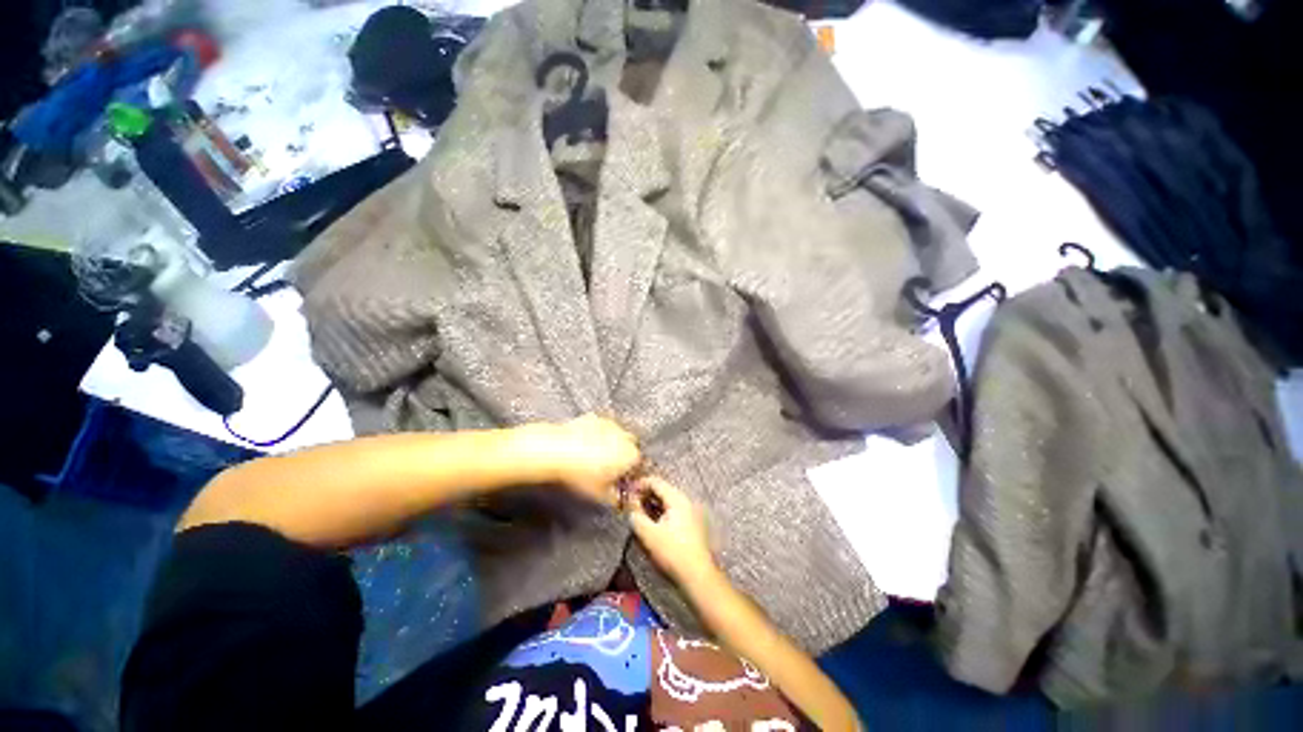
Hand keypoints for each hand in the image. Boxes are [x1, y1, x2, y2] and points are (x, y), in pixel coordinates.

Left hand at [532, 415, 640, 505]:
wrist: (557, 451)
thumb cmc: (580, 474)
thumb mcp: (600, 494)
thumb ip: (616, 498)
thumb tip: (620, 501)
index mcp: (630, 455)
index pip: (639, 464)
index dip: (631, 472)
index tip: (623, 479)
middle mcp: (624, 437)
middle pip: (630, 446)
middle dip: (624, 455)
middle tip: (611, 467)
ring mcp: (610, 425)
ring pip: (617, 435)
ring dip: (612, 443)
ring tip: (596, 456)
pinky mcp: (594, 418)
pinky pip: (601, 427)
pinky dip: (598, 434)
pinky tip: (586, 444)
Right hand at [628, 476, 719, 586]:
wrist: (698, 576)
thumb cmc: (672, 552)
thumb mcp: (648, 534)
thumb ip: (636, 515)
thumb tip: (629, 505)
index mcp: (677, 499)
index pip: (656, 482)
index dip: (639, 484)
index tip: (626, 492)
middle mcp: (686, 501)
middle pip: (662, 490)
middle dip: (645, 495)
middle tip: (631, 504)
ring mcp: (691, 512)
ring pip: (667, 501)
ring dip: (652, 504)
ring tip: (639, 514)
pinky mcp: (692, 524)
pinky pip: (673, 511)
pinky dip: (661, 512)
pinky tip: (653, 523)